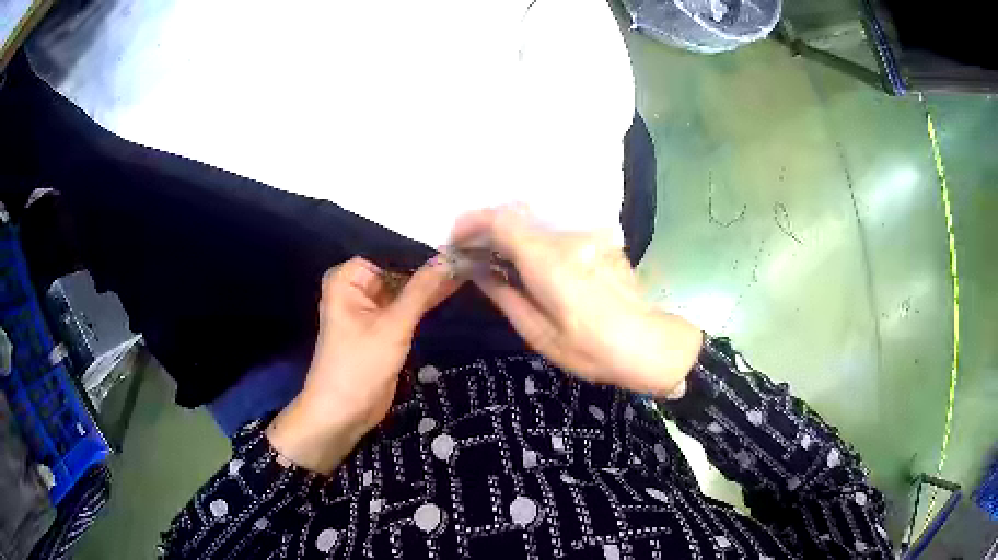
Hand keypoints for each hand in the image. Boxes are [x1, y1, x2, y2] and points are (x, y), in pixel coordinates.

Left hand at [267, 256, 460, 473]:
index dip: (423, 252)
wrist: (343, 413)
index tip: (458, 246)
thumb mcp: (393, 325)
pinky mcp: (382, 328)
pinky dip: (424, 304)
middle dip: (430, 269)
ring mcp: (369, 309)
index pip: (392, 253)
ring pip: (405, 291)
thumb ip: (421, 290)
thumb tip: (450, 258)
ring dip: (430, 287)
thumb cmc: (360, 365)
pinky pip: (405, 309)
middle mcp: (356, 288)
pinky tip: (452, 291)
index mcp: (348, 278)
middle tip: (469, 258)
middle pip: (399, 271)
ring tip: (468, 270)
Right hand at [453, 206, 702, 396]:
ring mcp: (589, 236)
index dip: (472, 223)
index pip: (501, 220)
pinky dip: (539, 242)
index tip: (456, 240)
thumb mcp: (538, 332)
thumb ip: (505, 295)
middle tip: (475, 253)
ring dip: (515, 235)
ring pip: (540, 223)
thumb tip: (480, 272)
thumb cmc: (590, 348)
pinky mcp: (602, 241)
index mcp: (547, 259)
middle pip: (519, 216)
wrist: (648, 345)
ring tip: (501, 260)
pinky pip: (561, 233)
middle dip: (490, 229)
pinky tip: (538, 265)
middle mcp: (567, 237)